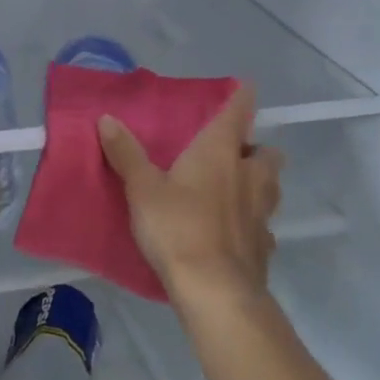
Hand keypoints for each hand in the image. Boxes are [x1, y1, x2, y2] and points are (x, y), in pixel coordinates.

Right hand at [98, 83, 282, 310]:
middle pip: (267, 153)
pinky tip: (239, 233)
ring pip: (272, 188)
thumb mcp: (142, 188)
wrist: (215, 292)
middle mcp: (248, 176)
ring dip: (260, 184)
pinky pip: (265, 228)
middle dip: (256, 148)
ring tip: (238, 189)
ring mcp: (261, 213)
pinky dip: (255, 225)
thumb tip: (107, 118)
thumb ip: (126, 153)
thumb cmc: (178, 227)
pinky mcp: (264, 248)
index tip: (246, 87)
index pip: (237, 113)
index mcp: (220, 153)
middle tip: (234, 153)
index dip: (242, 98)